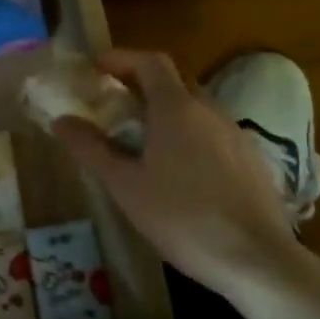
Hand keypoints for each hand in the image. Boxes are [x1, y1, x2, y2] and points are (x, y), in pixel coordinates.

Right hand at [52, 50, 306, 297]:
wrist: (258, 260)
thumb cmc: (182, 218)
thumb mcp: (125, 186)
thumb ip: (92, 149)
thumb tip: (61, 120)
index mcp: (177, 109)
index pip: (150, 62)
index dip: (122, 58)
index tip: (97, 67)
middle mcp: (210, 111)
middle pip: (174, 82)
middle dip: (141, 84)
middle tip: (114, 103)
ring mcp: (236, 134)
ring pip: (196, 108)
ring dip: (166, 111)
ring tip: (143, 139)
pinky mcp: (253, 160)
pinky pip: (214, 133)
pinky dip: (190, 135)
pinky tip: (180, 170)